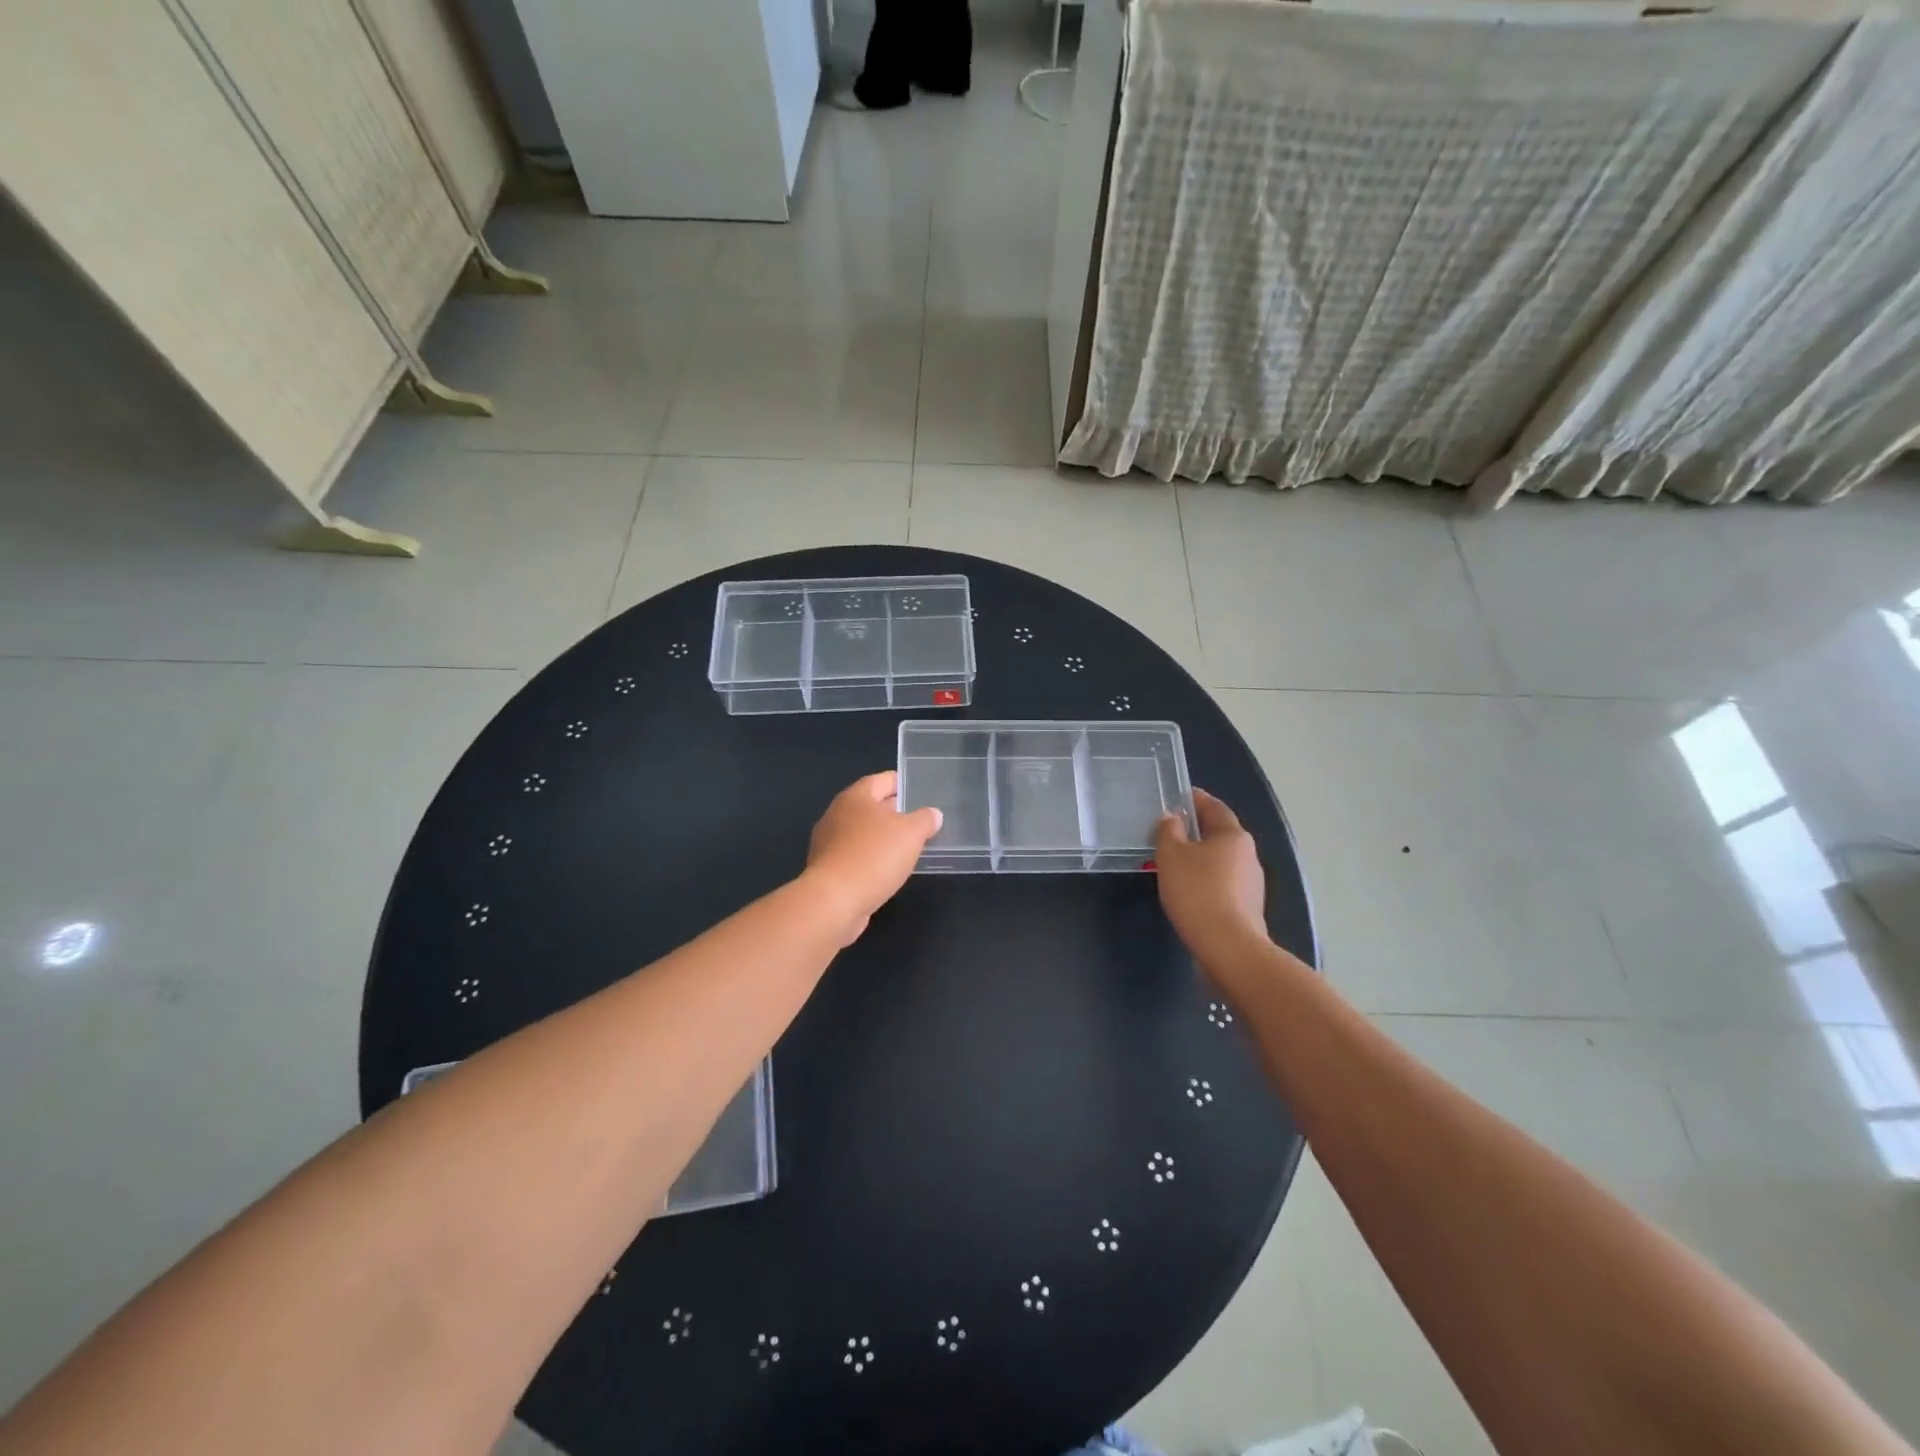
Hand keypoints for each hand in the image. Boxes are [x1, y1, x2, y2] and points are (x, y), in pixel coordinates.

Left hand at [804, 771, 942, 943]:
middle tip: (919, 819)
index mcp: (856, 797)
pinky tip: (887, 870)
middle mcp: (837, 814)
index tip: (919, 790)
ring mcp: (829, 843)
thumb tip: (932, 814)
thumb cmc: (874, 856)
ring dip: (882, 837)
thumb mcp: (911, 833)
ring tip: (907, 846)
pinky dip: (871, 858)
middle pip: (870, 806)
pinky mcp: (828, 869)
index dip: (902, 783)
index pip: (882, 780)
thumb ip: (925, 819)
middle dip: (893, 811)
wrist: (834, 901)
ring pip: (862, 833)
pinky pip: (855, 856)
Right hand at [1154, 790, 1268, 960]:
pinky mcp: (1247, 908)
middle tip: (1169, 830)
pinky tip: (1187, 889)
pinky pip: (1222, 883)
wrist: (1228, 947)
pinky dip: (1205, 879)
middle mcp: (1248, 855)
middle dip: (1196, 830)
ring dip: (1200, 857)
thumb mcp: (1171, 856)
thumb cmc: (1197, 892)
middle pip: (1219, 834)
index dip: (1195, 799)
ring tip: (1173, 862)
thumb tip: (1172, 818)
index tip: (1178, 795)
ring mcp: (1252, 883)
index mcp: (1233, 835)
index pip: (1214, 807)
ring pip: (1221, 860)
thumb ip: (1169, 832)